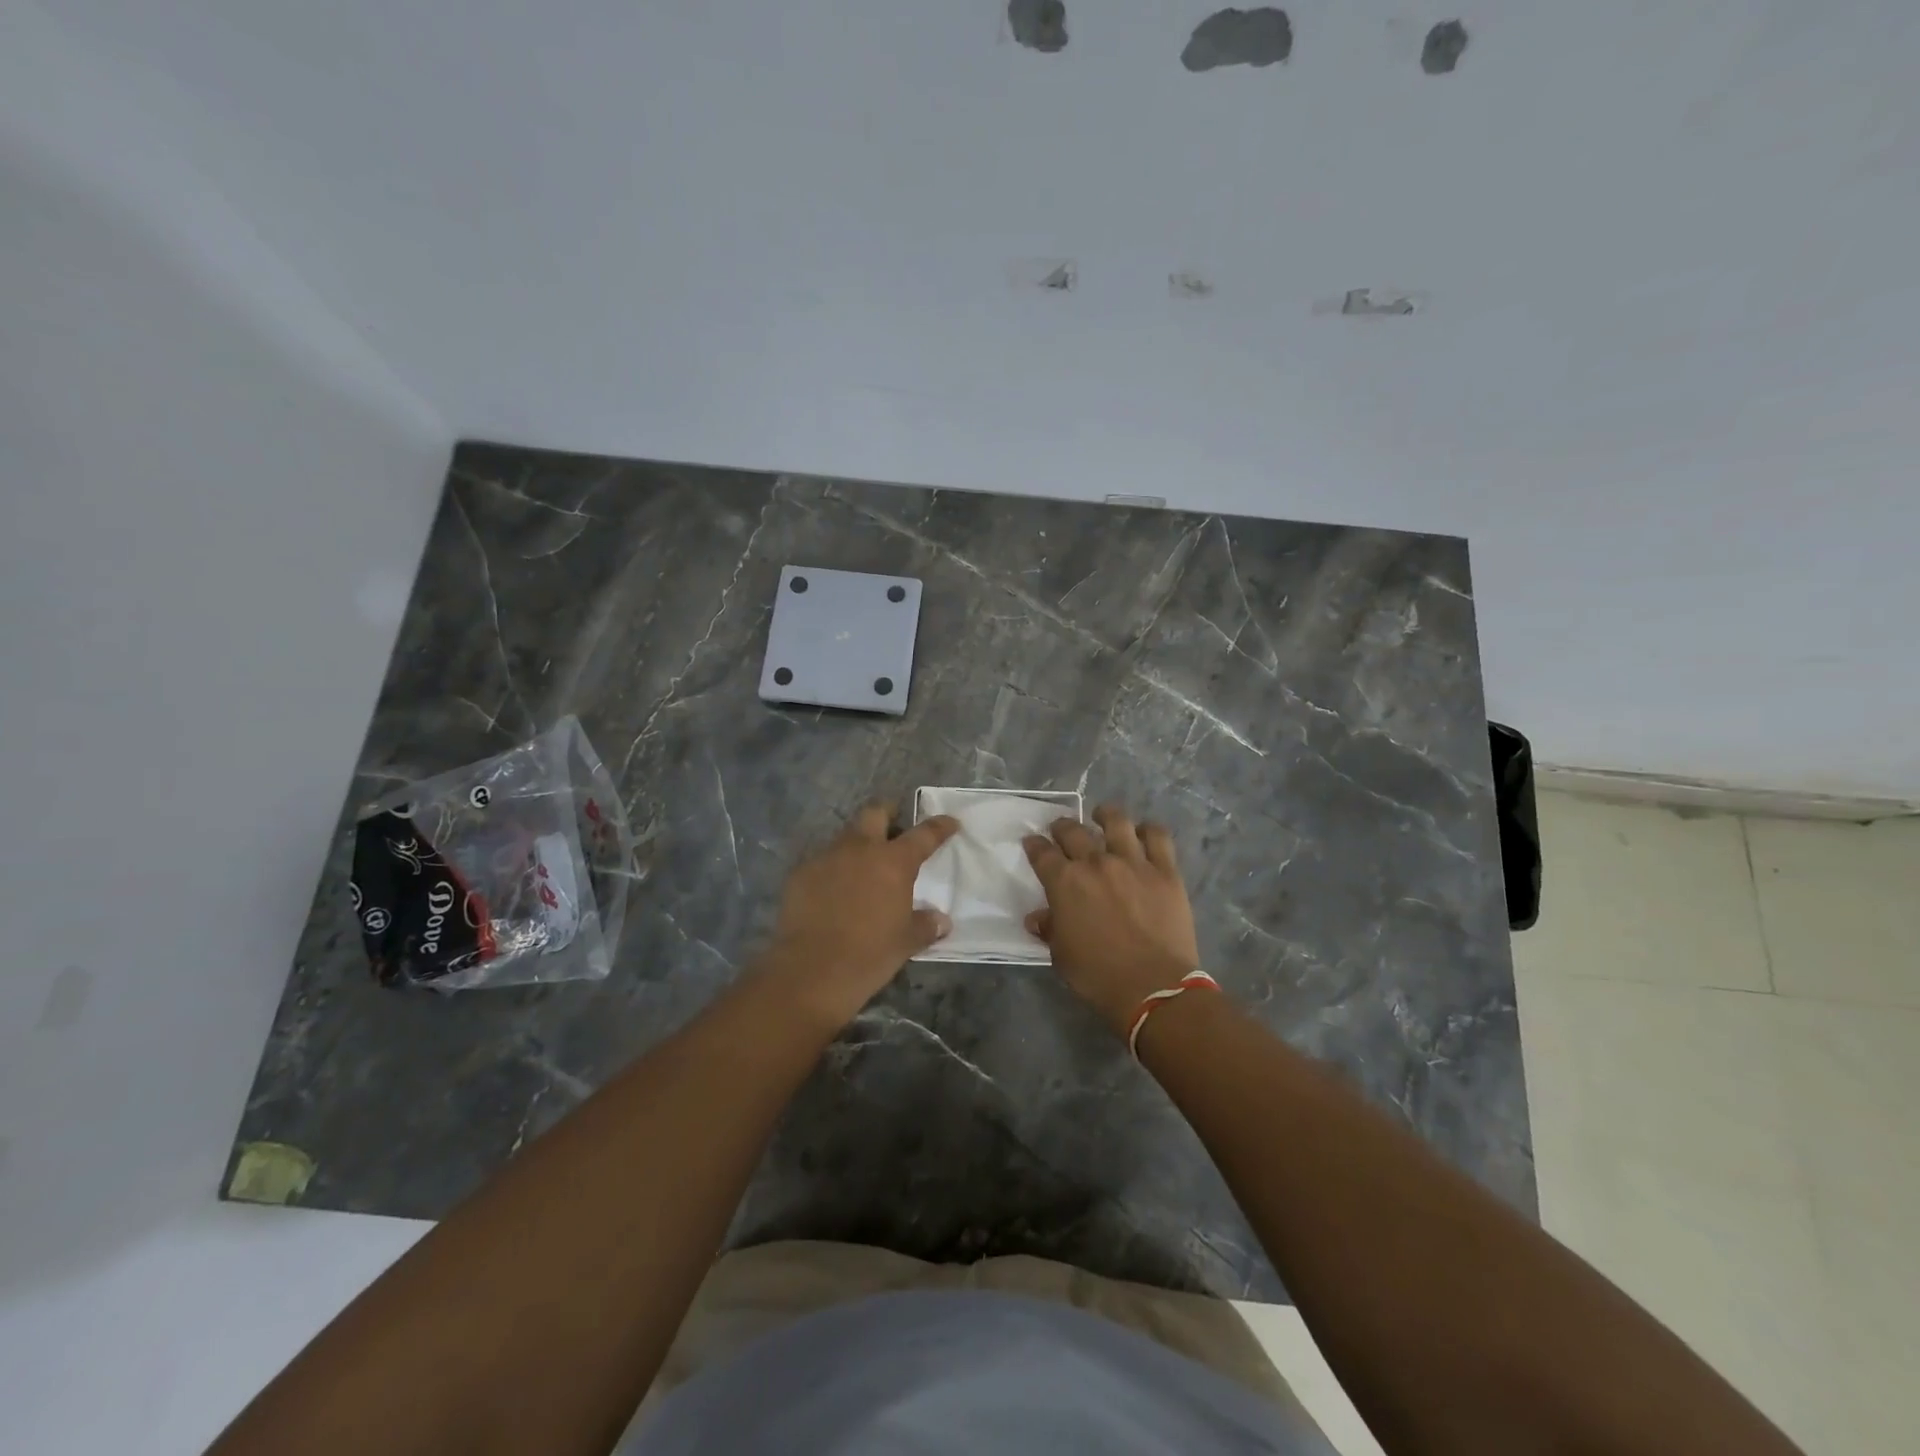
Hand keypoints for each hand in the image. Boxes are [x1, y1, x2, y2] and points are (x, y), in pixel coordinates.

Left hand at [764, 801, 959, 1026]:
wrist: (810, 971)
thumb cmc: (869, 955)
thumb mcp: (906, 942)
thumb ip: (926, 925)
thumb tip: (941, 920)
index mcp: (894, 862)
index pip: (924, 834)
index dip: (939, 826)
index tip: (950, 822)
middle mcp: (860, 849)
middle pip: (875, 813)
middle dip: (887, 814)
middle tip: (894, 828)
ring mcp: (826, 858)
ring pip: (845, 837)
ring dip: (857, 845)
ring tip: (862, 868)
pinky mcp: (800, 873)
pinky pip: (821, 862)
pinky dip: (832, 870)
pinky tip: (832, 892)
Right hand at [1024, 804, 1200, 1034]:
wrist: (1153, 987)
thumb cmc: (1098, 975)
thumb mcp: (1061, 956)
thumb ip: (1049, 929)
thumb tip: (1037, 917)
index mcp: (1065, 882)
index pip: (1041, 853)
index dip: (1034, 845)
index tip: (1032, 843)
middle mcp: (1096, 863)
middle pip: (1074, 831)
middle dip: (1062, 827)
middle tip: (1061, 830)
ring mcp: (1133, 862)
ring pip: (1117, 822)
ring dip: (1105, 814)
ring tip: (1102, 815)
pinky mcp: (1165, 870)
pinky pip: (1158, 837)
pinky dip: (1148, 830)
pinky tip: (1143, 831)